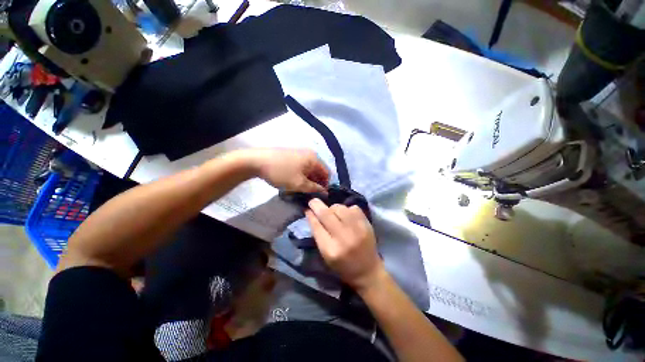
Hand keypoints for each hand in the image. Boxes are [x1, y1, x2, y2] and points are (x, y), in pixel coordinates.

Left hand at [247, 148, 328, 192]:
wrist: (257, 161)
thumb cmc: (281, 172)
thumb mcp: (299, 184)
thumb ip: (314, 189)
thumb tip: (325, 192)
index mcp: (314, 158)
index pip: (327, 173)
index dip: (326, 185)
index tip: (320, 196)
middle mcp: (309, 154)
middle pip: (318, 171)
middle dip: (316, 183)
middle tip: (310, 195)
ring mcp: (299, 154)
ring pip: (308, 170)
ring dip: (308, 181)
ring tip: (301, 191)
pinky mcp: (291, 156)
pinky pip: (301, 168)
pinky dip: (301, 176)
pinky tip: (294, 183)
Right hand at [305, 198, 384, 290]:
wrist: (368, 271)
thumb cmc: (343, 266)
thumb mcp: (326, 255)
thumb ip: (318, 235)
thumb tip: (311, 214)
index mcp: (330, 250)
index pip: (316, 227)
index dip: (310, 215)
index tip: (307, 208)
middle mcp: (343, 238)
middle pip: (326, 214)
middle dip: (317, 205)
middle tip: (313, 201)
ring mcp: (357, 229)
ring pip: (339, 208)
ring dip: (333, 208)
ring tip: (333, 213)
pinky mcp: (366, 224)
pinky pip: (353, 207)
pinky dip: (347, 209)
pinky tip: (347, 215)